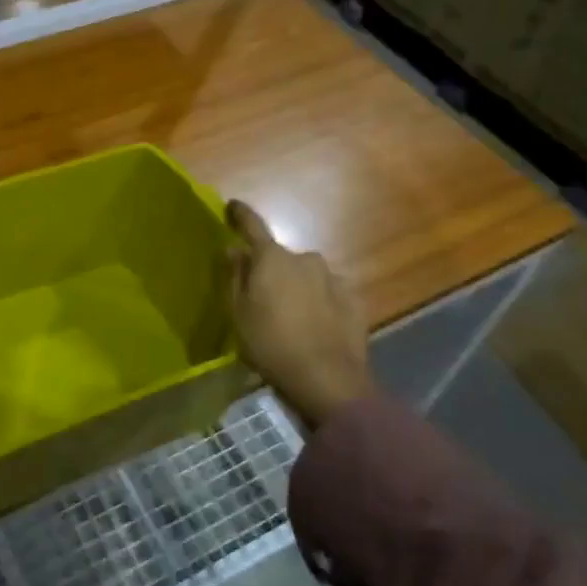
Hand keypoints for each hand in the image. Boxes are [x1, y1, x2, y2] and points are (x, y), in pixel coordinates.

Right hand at [226, 200, 368, 427]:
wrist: (328, 380)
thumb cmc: (270, 344)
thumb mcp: (239, 313)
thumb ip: (235, 276)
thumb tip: (234, 249)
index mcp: (272, 258)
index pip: (253, 226)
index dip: (240, 215)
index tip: (232, 206)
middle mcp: (305, 259)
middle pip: (280, 258)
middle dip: (271, 270)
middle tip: (262, 298)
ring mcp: (334, 278)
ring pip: (306, 275)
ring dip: (297, 287)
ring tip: (291, 317)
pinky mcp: (354, 300)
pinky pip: (328, 293)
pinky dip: (319, 302)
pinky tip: (315, 326)